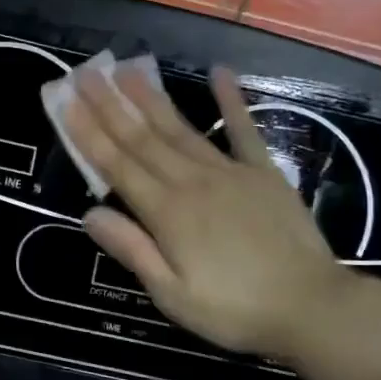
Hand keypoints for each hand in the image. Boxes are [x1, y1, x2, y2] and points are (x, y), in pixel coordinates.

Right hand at [58, 62, 359, 372]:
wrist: (314, 308)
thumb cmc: (235, 310)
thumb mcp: (172, 294)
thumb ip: (132, 250)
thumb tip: (89, 214)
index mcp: (167, 213)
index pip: (117, 165)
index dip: (89, 133)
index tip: (66, 102)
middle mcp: (192, 182)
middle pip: (142, 138)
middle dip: (110, 105)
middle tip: (86, 74)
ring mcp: (229, 172)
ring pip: (180, 128)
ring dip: (151, 98)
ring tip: (128, 69)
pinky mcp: (263, 173)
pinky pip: (243, 130)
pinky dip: (231, 101)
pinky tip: (219, 73)